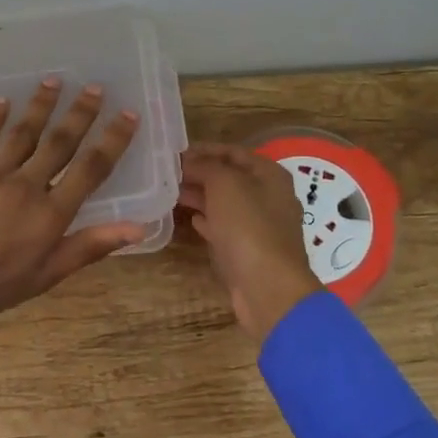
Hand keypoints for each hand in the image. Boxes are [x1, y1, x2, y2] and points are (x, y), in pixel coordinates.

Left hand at [0, 79, 145, 355]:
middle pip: (59, 141)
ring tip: (54, 82)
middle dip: (80, 113)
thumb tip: (137, 228)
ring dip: (41, 105)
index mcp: (50, 213)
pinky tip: (2, 103)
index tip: (128, 114)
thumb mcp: (46, 276)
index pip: (91, 168)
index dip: (113, 139)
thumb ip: (89, 247)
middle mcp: (25, 185)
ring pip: (23, 132)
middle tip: (95, 87)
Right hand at [180, 143, 321, 340]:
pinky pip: (226, 227)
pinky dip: (209, 220)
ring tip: (171, 193)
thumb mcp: (224, 185)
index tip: (174, 152)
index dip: (203, 149)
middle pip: (230, 177)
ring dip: (200, 196)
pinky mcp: (250, 250)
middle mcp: (269, 196)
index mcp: (269, 175)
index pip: (233, 151)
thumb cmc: (248, 227)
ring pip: (226, 203)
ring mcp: (261, 225)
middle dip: (199, 173)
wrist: (267, 287)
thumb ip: (206, 167)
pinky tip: (192, 220)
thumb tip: (188, 162)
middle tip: (167, 174)